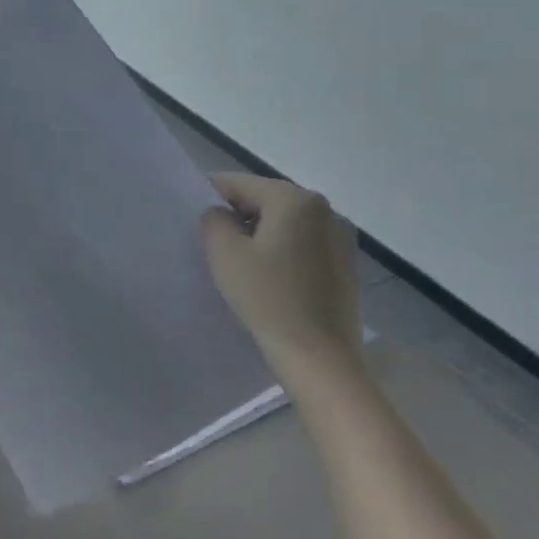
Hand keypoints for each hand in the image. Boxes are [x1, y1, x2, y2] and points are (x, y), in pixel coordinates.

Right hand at [202, 174, 363, 372]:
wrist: (319, 355)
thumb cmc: (267, 298)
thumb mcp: (225, 254)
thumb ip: (214, 221)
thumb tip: (220, 214)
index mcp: (295, 200)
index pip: (240, 183)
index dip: (211, 195)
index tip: (193, 217)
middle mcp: (325, 209)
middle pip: (266, 199)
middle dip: (238, 215)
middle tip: (212, 242)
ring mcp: (340, 237)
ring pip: (286, 222)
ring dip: (260, 233)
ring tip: (239, 261)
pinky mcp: (346, 263)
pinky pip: (303, 243)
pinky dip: (282, 250)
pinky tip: (268, 276)